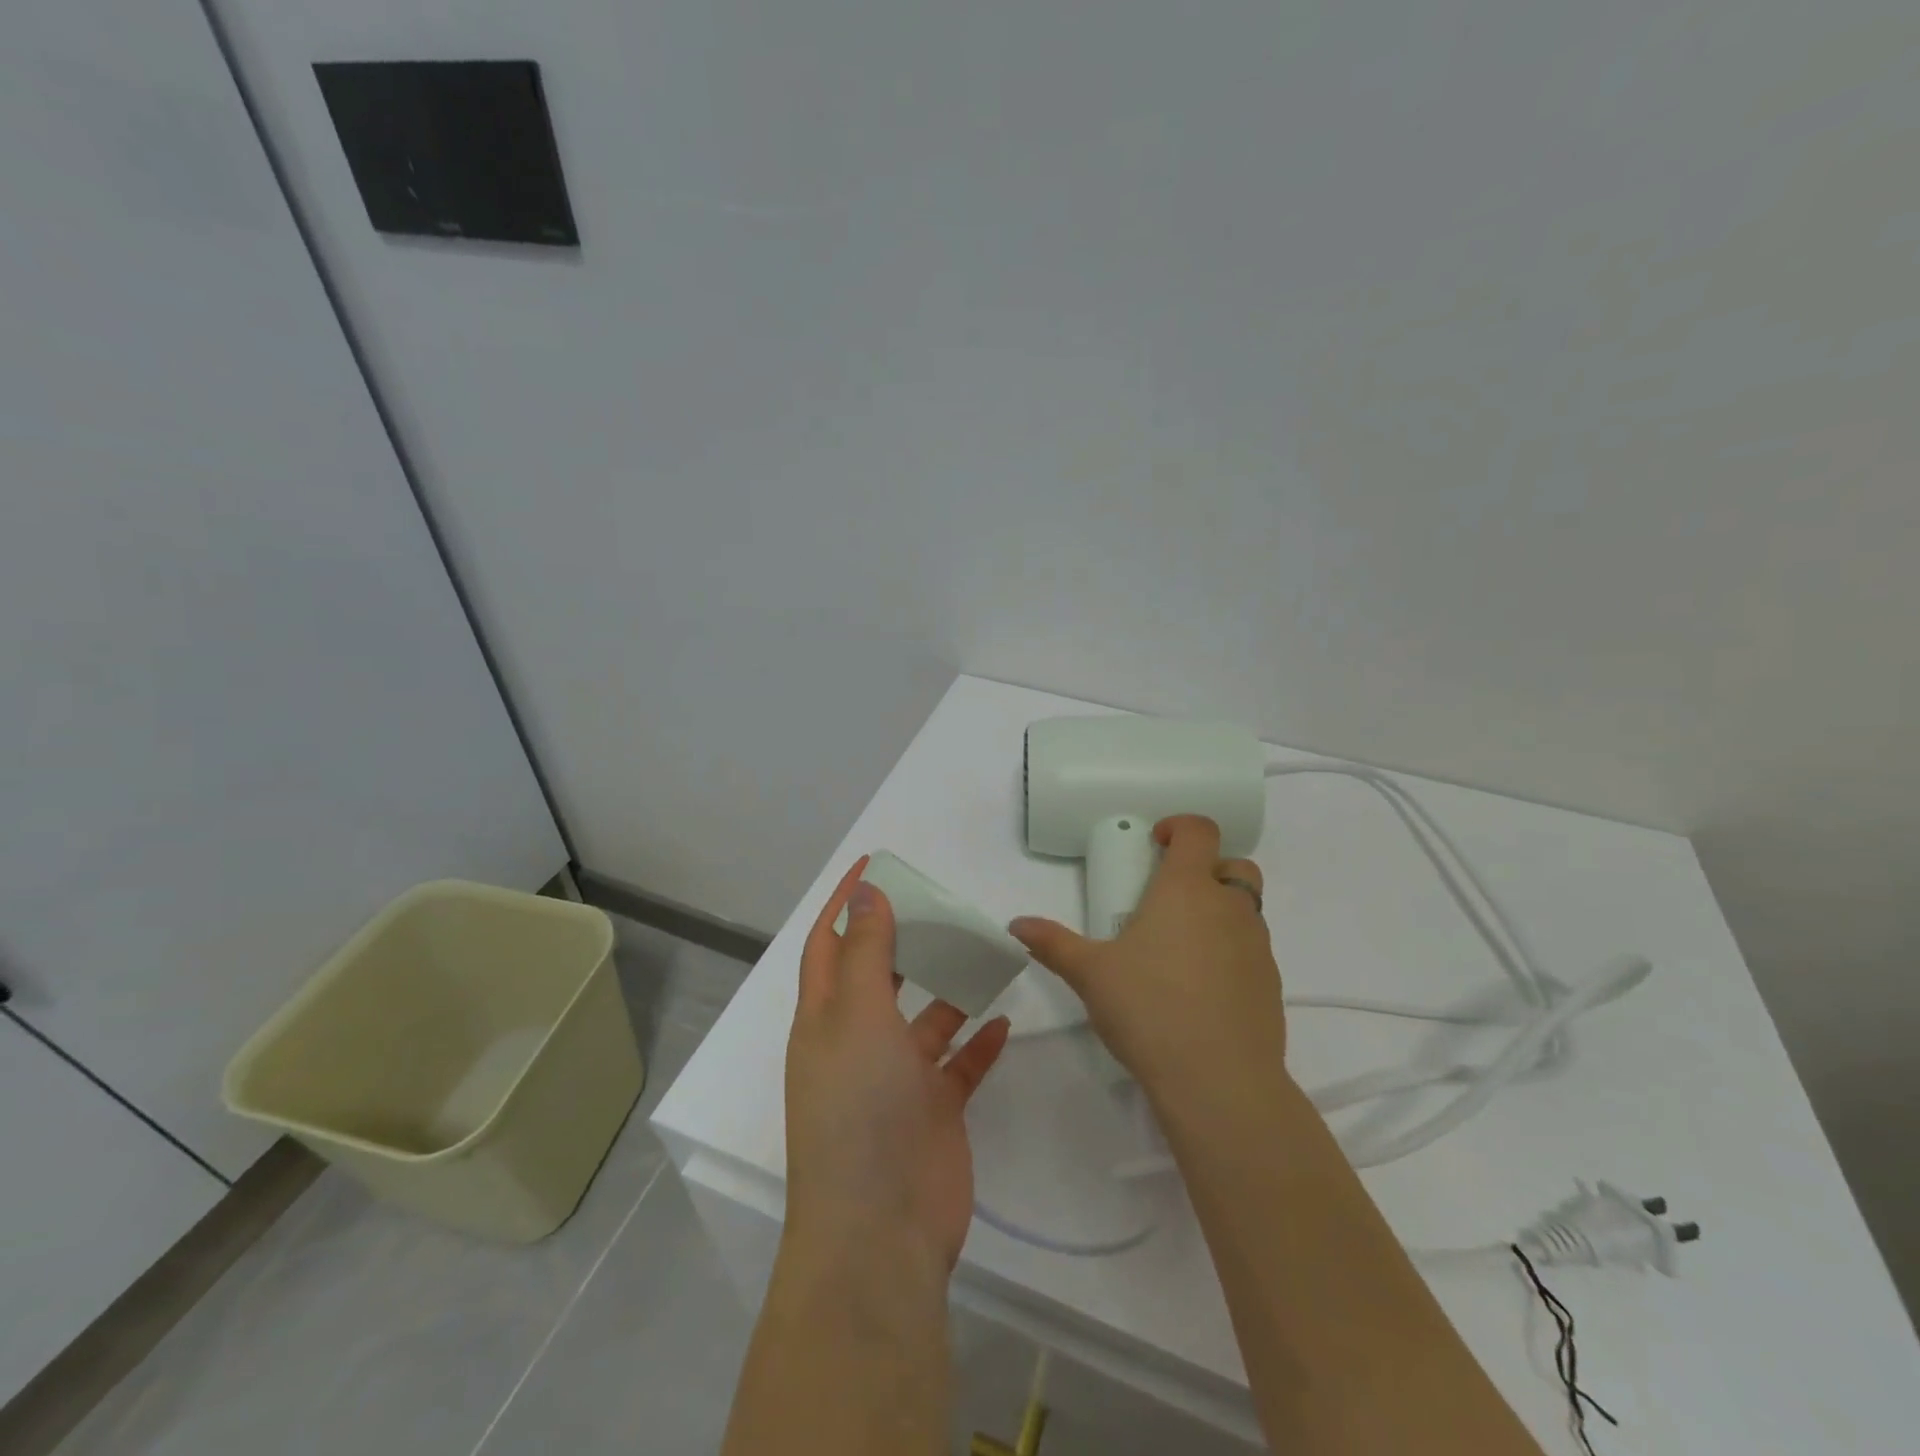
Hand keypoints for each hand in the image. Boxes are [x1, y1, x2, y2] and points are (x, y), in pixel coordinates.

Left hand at [784, 856, 1010, 1268]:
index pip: (829, 943)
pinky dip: (978, 1043)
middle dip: (901, 938)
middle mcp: (857, 1043)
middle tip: (937, 903)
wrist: (881, 1230)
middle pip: (878, 976)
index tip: (874, 862)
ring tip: (981, 952)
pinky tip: (1003, 1018)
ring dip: (949, 989)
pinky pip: (959, 1066)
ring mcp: (897, 1079)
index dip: (845, 901)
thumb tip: (865, 893)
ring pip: (925, 1019)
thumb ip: (865, 952)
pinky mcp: (934, 1111)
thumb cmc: (858, 1108)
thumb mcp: (856, 1016)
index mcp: (825, 1019)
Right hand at [1010, 815, 1284, 1108]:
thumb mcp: (1091, 973)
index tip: (1155, 844)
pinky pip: (1253, 951)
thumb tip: (1017, 925)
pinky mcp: (1271, 985)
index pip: (1200, 830)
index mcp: (1188, 889)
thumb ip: (1053, 943)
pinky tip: (1201, 988)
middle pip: (1235, 864)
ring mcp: (1258, 947)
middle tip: (1172, 894)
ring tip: (1181, 946)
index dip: (1180, 826)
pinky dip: (1231, 952)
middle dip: (1208, 867)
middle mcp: (1230, 908)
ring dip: (1221, 911)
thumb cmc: (1149, 1007)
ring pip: (1247, 909)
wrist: (1220, 1080)